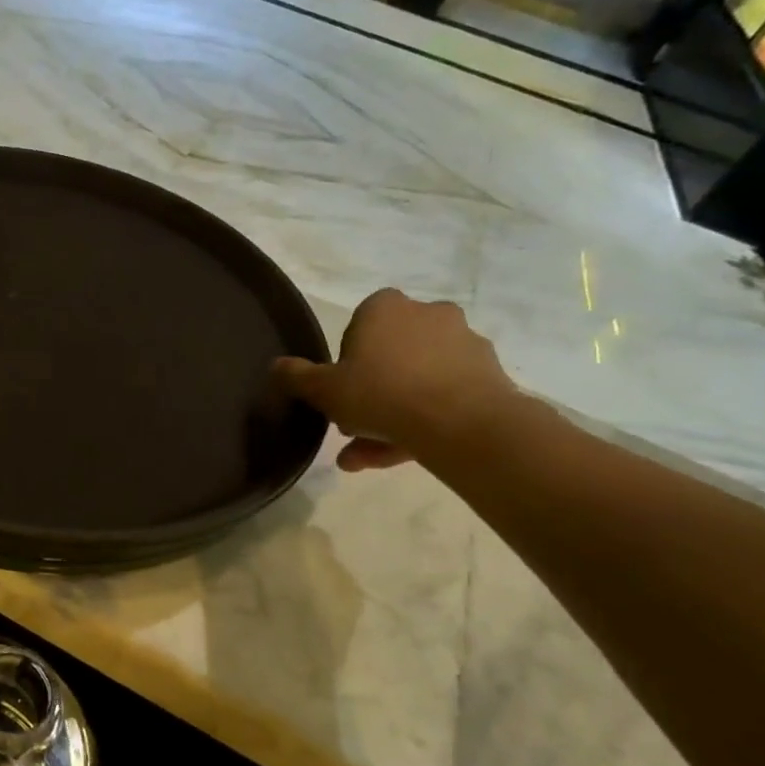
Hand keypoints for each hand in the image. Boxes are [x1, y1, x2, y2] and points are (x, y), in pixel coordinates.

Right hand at [274, 289, 520, 471]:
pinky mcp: (488, 374)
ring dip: (392, 415)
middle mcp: (427, 314)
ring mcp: (463, 343)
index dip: (345, 363)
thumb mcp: (323, 389)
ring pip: (417, 380)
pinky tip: (405, 454)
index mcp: (385, 307)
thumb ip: (296, 376)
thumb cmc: (381, 393)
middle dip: (369, 394)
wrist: (461, 423)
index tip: (341, 391)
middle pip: (390, 356)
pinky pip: (445, 396)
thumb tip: (276, 366)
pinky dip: (424, 421)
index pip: (357, 328)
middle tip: (352, 429)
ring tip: (368, 457)